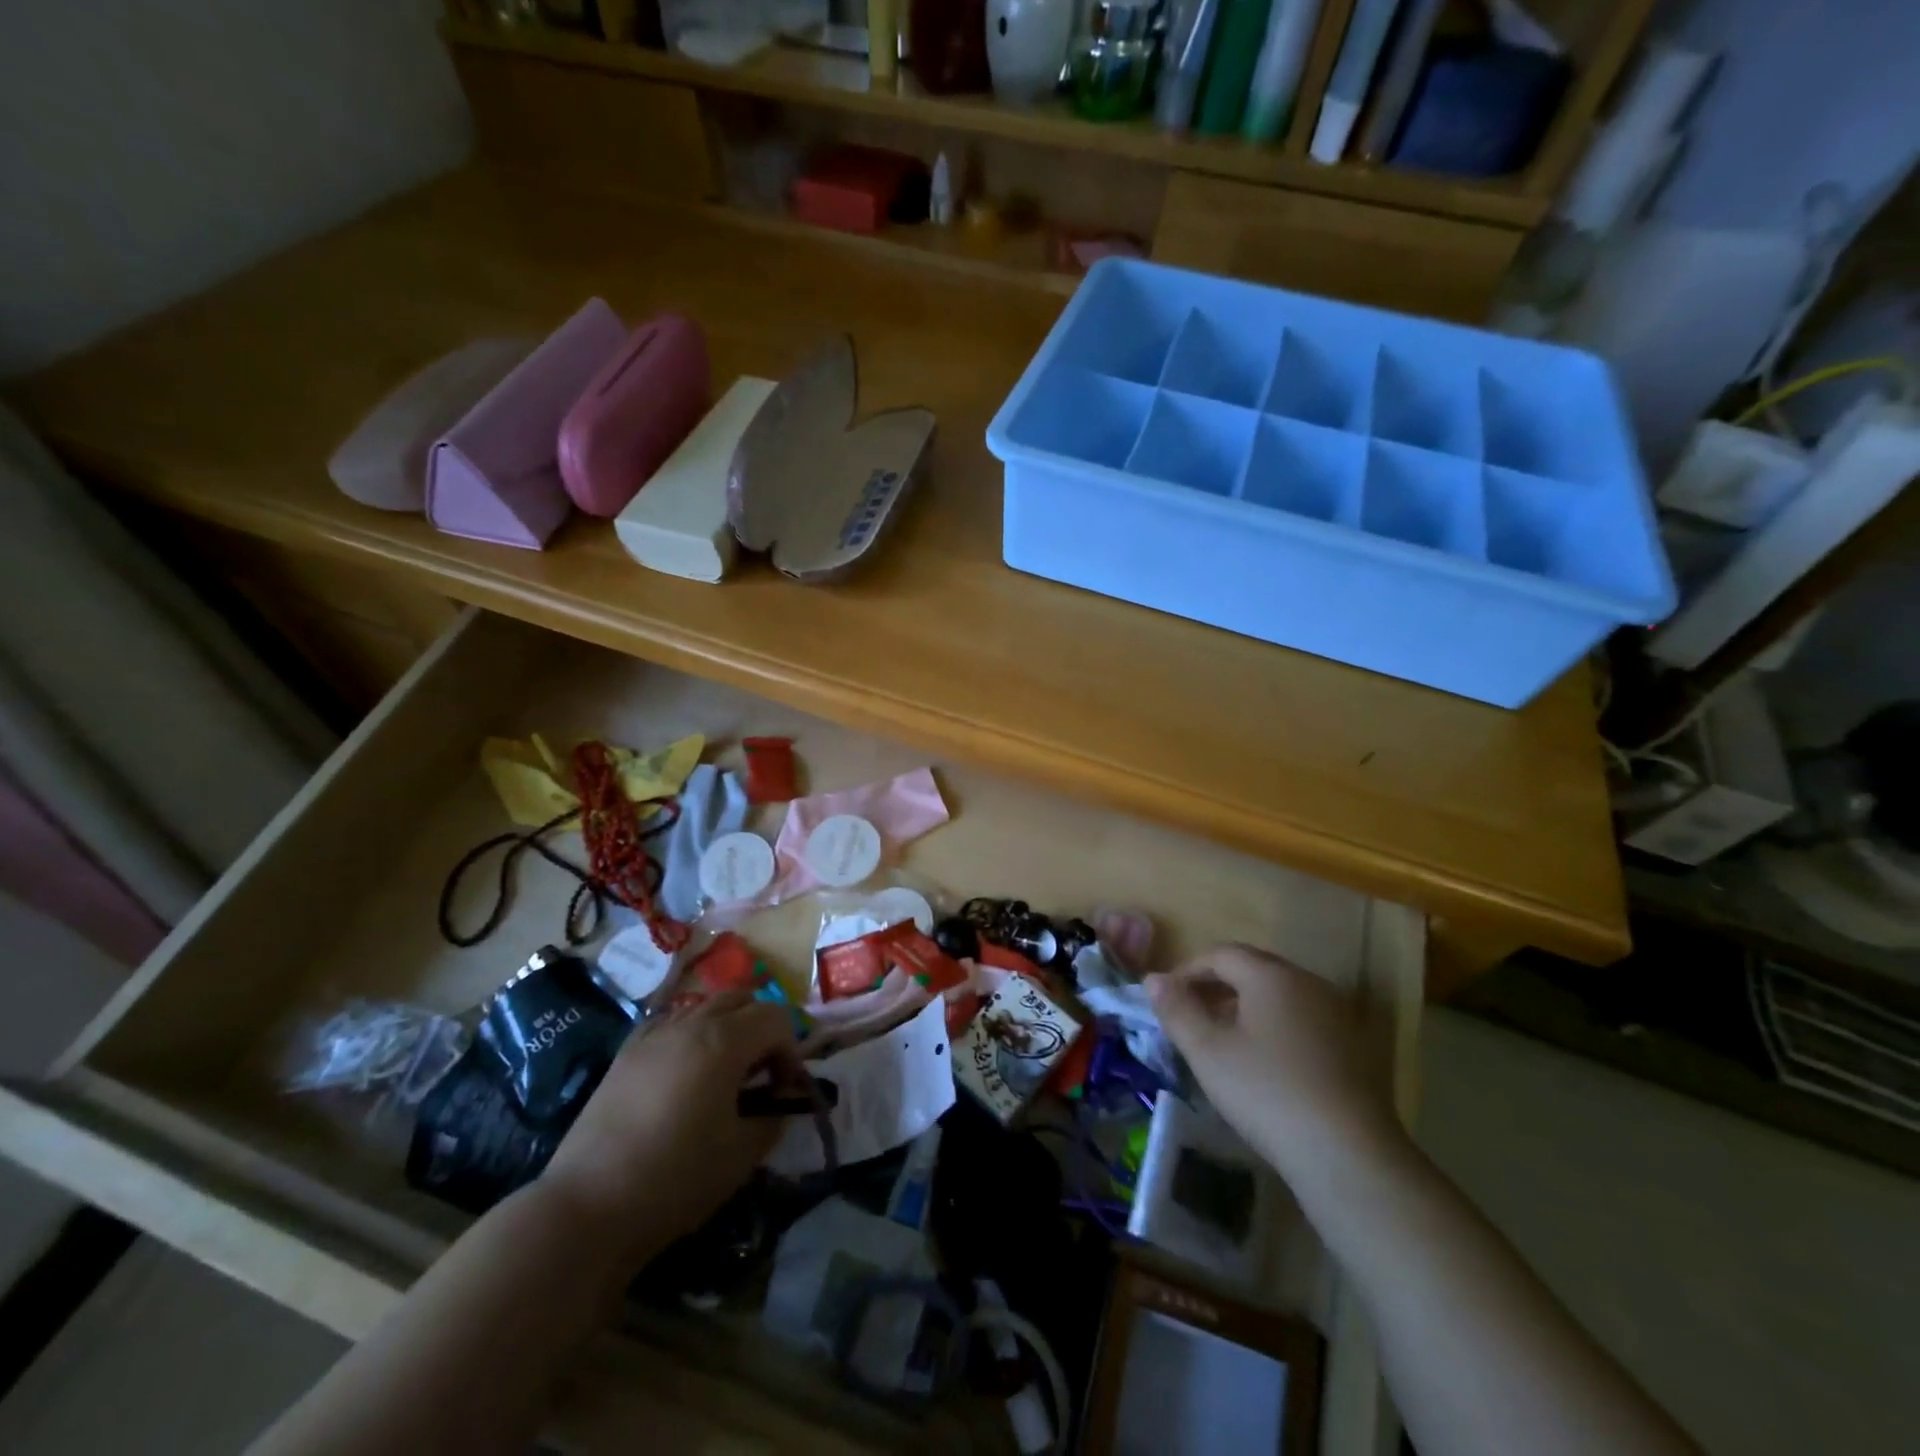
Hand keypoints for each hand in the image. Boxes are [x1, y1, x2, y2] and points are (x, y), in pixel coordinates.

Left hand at [542, 991, 799, 1256]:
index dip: (791, 1050)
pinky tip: (684, 1076)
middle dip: (762, 1031)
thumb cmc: (676, 1178)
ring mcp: (654, 1035)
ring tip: (723, 1075)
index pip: (776, 1018)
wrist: (588, 1207)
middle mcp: (691, 1025)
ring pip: (705, 1008)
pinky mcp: (626, 1054)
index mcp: (724, 1041)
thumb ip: (774, 1117)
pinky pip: (671, 1025)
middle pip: (743, 1001)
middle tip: (760, 1076)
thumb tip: (782, 1101)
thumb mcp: (742, 1154)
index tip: (783, 1091)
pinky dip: (690, 1037)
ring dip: (727, 1030)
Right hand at [1147, 944, 1398, 1171]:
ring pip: (1277, 995)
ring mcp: (1336, 1013)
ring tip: (1219, 1041)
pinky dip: (1272, 1027)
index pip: (1220, 954)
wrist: (1350, 1155)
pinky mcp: (1352, 1046)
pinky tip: (1261, 1064)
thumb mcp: (1207, 1051)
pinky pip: (1300, 1019)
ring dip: (1243, 1007)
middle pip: (1251, 969)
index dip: (1186, 971)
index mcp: (1271, 975)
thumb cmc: (1267, 1092)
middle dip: (1214, 986)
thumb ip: (1176, 1009)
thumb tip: (1153, 978)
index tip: (1165, 1000)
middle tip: (1188, 1017)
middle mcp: (1307, 982)